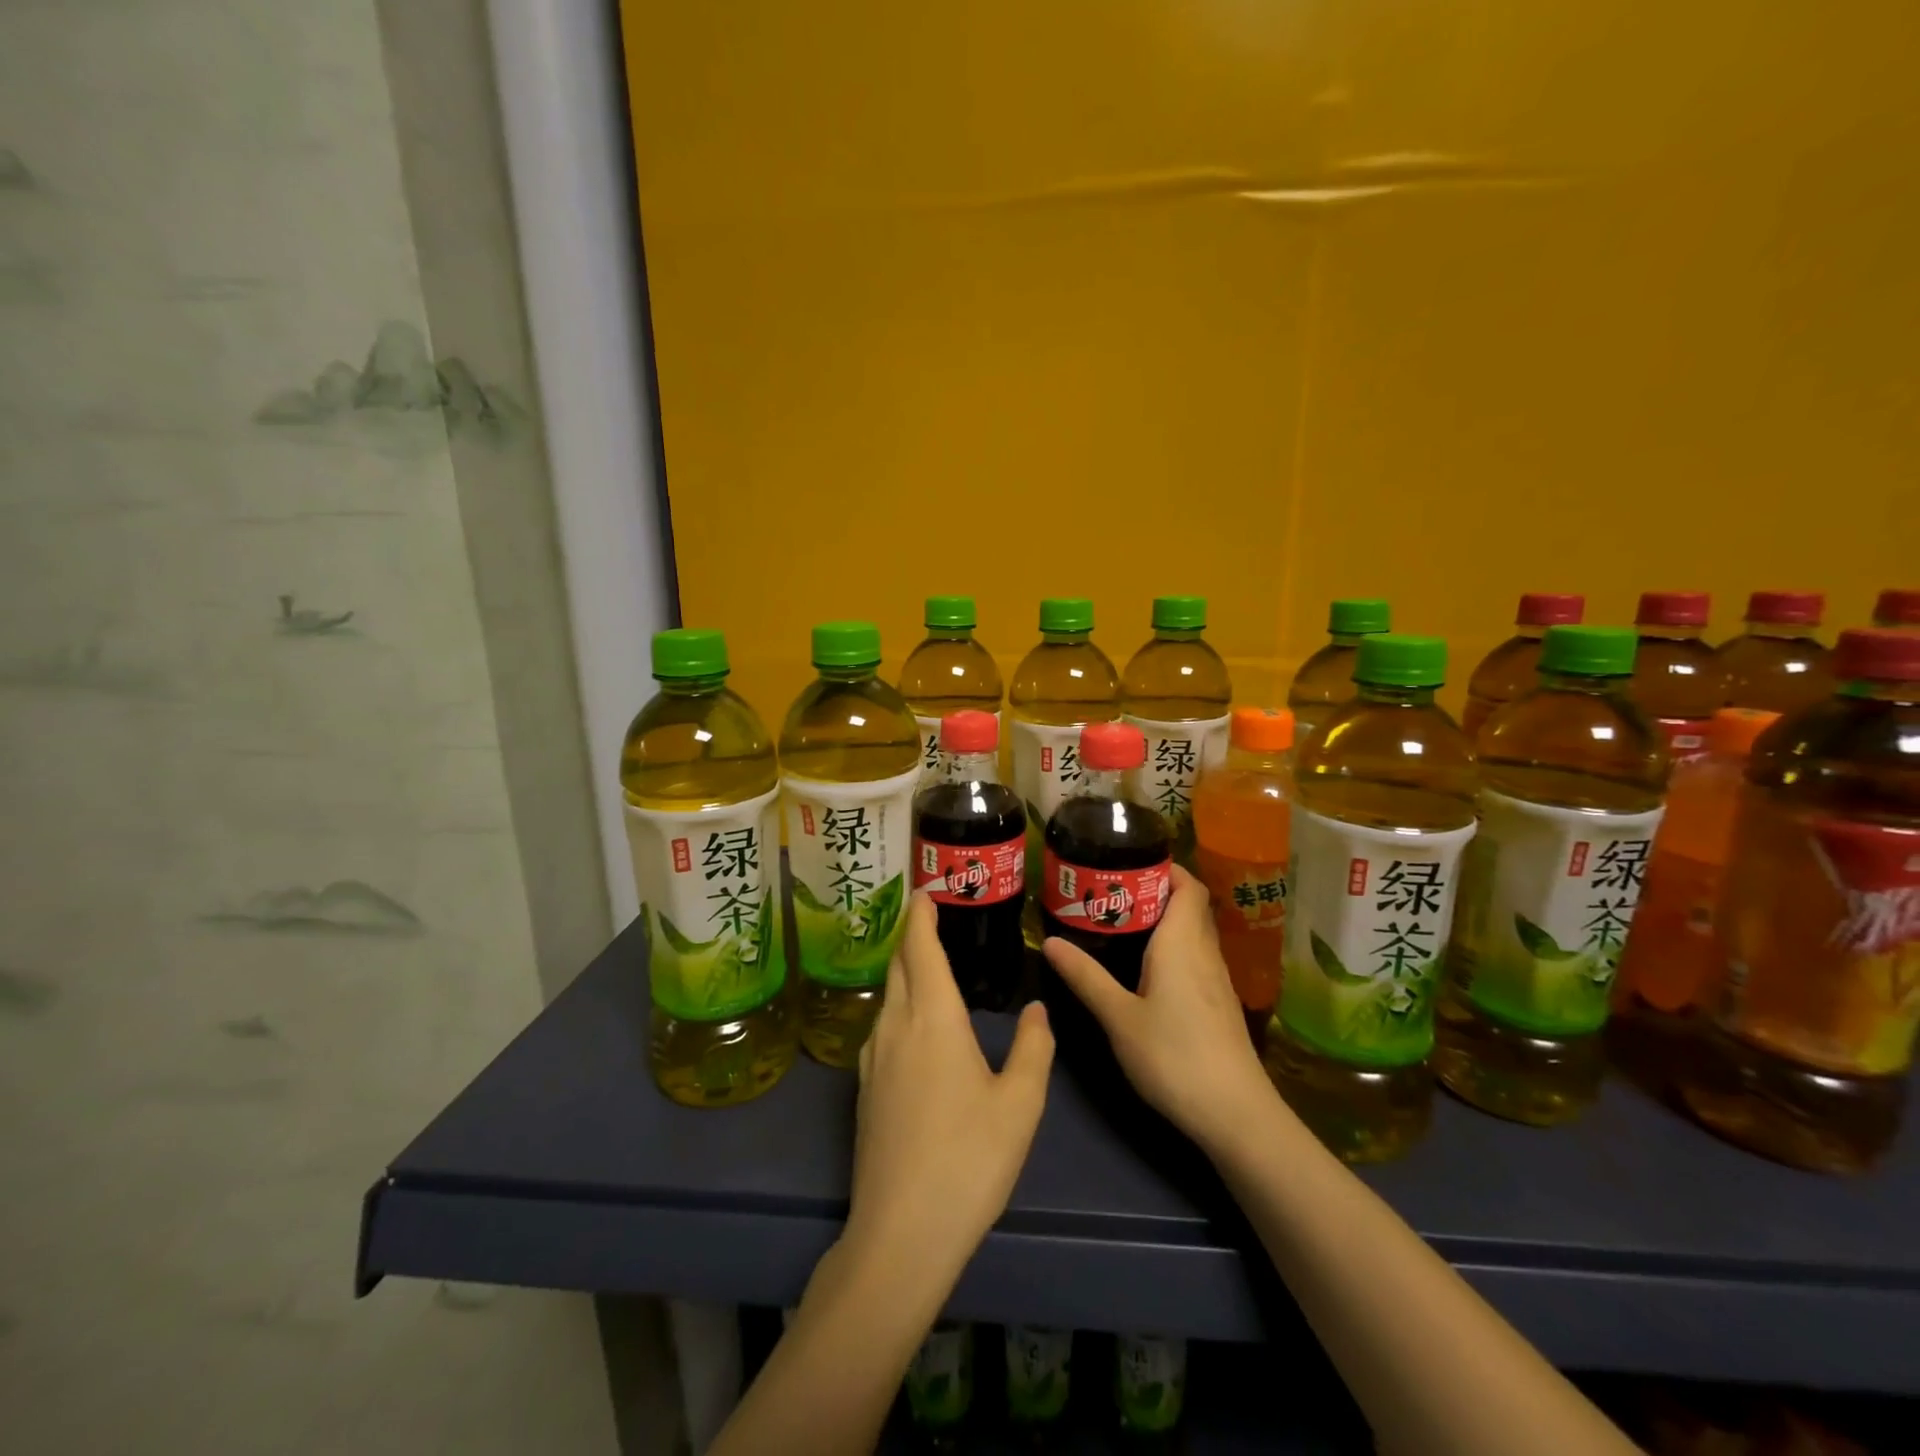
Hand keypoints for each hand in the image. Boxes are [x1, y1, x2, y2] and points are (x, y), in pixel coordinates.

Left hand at [843, 893, 1053, 1287]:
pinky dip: (900, 1005)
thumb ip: (1034, 1048)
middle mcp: (895, 1027)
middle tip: (932, 917)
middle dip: (912, 936)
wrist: (901, 1233)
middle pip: (898, 965)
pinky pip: (882, 1026)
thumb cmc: (968, 1160)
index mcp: (932, 1019)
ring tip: (930, 965)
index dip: (921, 914)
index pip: (920, 947)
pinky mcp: (863, 1089)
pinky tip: (917, 1025)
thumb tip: (1037, 1008)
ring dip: (905, 970)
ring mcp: (872, 1059)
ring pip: (888, 996)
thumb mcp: (1020, 1104)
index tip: (926, 889)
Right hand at [1043, 866, 1275, 1156]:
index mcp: (1182, 943)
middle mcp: (1204, 952)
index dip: (1164, 867)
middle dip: (1153, 891)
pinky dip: (1171, 947)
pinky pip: (1195, 957)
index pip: (1187, 885)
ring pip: (1192, 932)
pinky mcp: (1218, 1003)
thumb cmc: (1174, 1056)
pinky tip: (1144, 968)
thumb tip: (1049, 941)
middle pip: (1188, 905)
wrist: (1235, 1114)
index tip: (1127, 862)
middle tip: (1109, 892)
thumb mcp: (1119, 1017)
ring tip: (1118, 923)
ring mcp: (1217, 979)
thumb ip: (1086, 977)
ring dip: (1162, 920)